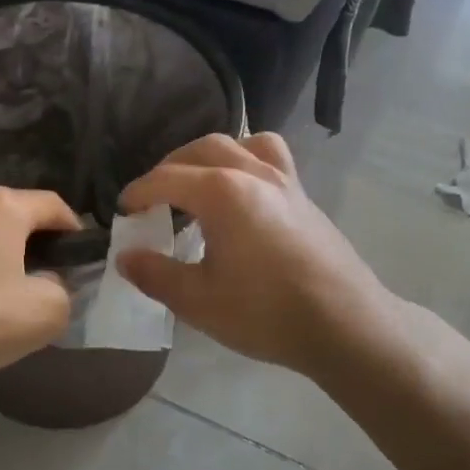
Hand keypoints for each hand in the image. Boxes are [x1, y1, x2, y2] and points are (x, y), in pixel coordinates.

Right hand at [117, 133, 391, 378]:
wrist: (346, 325)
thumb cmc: (267, 314)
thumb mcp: (199, 301)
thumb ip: (156, 275)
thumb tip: (126, 257)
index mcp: (222, 193)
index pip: (166, 179)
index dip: (138, 193)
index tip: (123, 212)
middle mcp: (253, 173)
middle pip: (203, 150)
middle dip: (170, 167)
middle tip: (154, 197)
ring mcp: (285, 181)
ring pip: (242, 144)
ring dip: (211, 156)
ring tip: (199, 183)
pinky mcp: (306, 197)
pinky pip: (272, 158)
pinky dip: (248, 160)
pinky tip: (244, 194)